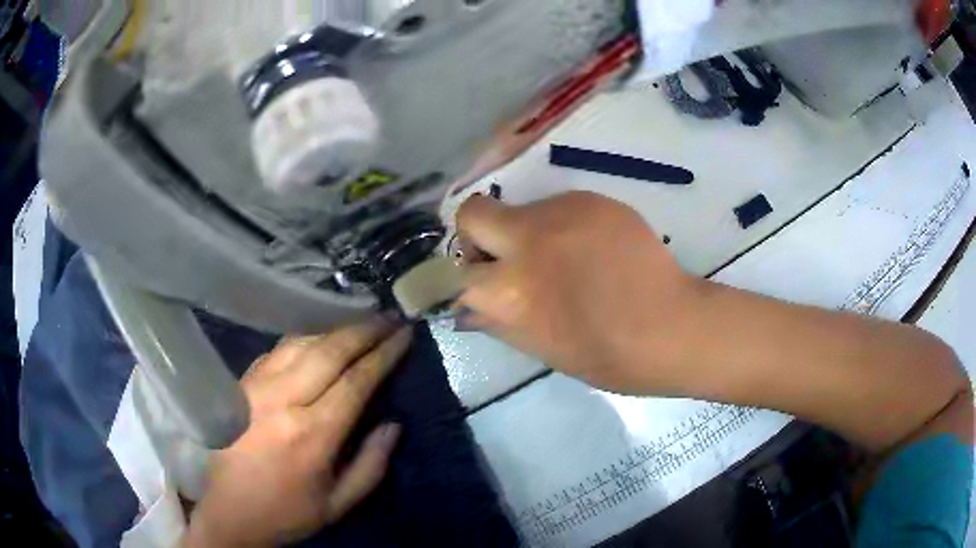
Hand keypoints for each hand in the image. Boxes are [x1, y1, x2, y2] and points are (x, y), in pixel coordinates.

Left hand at [183, 318, 412, 547]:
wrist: (228, 511)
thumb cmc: (286, 512)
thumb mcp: (339, 503)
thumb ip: (372, 464)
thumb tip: (393, 424)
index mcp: (312, 435)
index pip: (356, 381)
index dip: (384, 354)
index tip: (404, 334)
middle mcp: (283, 401)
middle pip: (329, 351)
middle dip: (364, 329)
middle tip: (389, 316)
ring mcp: (257, 387)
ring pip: (302, 342)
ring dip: (334, 328)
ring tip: (359, 322)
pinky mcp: (240, 384)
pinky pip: (277, 350)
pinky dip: (304, 338)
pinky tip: (318, 338)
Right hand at [457, 191, 698, 394]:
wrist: (671, 326)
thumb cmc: (607, 356)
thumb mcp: (540, 348)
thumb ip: (497, 320)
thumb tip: (469, 306)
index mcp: (509, 291)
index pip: (454, 269)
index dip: (463, 276)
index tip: (481, 284)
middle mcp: (527, 241)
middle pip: (472, 212)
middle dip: (478, 233)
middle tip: (507, 256)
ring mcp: (561, 213)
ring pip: (522, 209)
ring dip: (529, 231)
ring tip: (568, 259)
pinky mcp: (591, 200)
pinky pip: (560, 207)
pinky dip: (564, 226)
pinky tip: (595, 250)